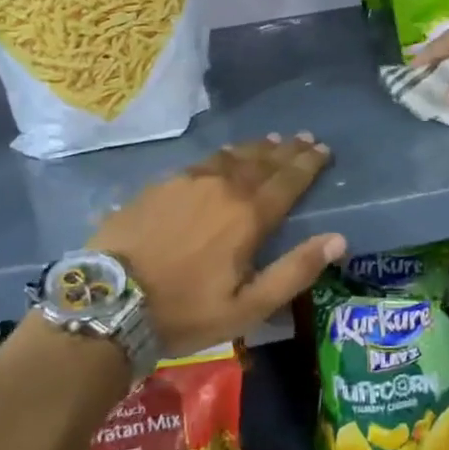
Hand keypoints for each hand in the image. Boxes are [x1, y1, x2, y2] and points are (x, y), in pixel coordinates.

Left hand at [89, 134, 344, 355]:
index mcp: (249, 215)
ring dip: (256, 148)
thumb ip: (295, 271)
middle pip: (263, 161)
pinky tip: (224, 156)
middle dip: (287, 150)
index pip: (288, 180)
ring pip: (232, 156)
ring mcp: (189, 180)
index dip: (308, 164)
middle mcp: (223, 186)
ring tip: (272, 140)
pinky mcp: (161, 184)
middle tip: (305, 138)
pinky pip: (203, 161)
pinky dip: (224, 155)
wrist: (110, 301)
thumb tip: (338, 239)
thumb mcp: (248, 307)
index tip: (323, 149)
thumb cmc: (185, 311)